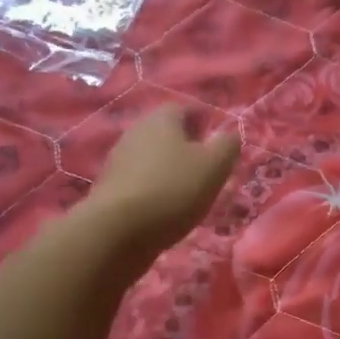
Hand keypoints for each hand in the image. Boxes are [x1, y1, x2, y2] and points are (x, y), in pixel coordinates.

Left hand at [88, 104, 240, 259]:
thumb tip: (229, 135)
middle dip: (187, 146)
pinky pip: (140, 180)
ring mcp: (119, 159)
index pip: (186, 108)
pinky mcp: (110, 187)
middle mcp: (136, 131)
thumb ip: (227, 146)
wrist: (118, 230)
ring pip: (153, 157)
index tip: (219, 142)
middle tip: (207, 168)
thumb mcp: (214, 166)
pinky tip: (166, 207)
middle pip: (167, 132)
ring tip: (189, 191)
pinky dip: (155, 188)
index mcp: (162, 119)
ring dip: (170, 169)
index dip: (205, 121)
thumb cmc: (173, 190)